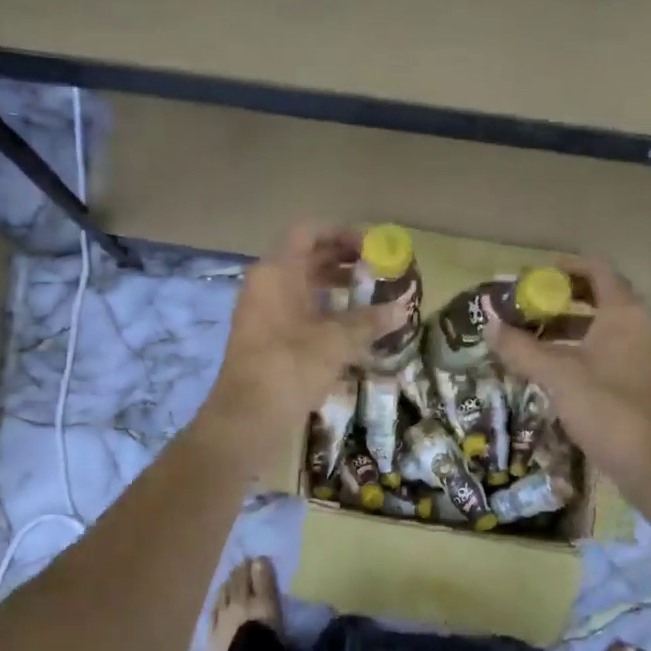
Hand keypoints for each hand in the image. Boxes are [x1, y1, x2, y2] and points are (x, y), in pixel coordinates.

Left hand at [204, 221, 406, 439]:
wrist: (248, 418)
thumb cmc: (290, 366)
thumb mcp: (336, 341)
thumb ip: (369, 321)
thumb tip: (402, 309)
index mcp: (276, 272)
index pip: (308, 232)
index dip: (340, 233)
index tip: (371, 246)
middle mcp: (267, 284)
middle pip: (307, 258)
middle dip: (343, 260)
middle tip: (378, 270)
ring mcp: (264, 312)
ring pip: (304, 286)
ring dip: (336, 287)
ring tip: (371, 296)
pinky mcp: (268, 338)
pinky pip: (299, 311)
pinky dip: (325, 311)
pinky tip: (352, 328)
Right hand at [486, 258, 650, 508]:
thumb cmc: (607, 408)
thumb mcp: (557, 375)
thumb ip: (520, 347)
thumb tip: (488, 322)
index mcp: (623, 312)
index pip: (597, 269)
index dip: (565, 267)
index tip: (533, 275)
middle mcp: (637, 325)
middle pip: (598, 295)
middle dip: (560, 297)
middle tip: (525, 305)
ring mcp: (640, 353)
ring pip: (600, 326)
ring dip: (565, 325)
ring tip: (528, 336)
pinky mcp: (637, 379)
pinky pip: (604, 350)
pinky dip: (577, 348)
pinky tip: (550, 367)